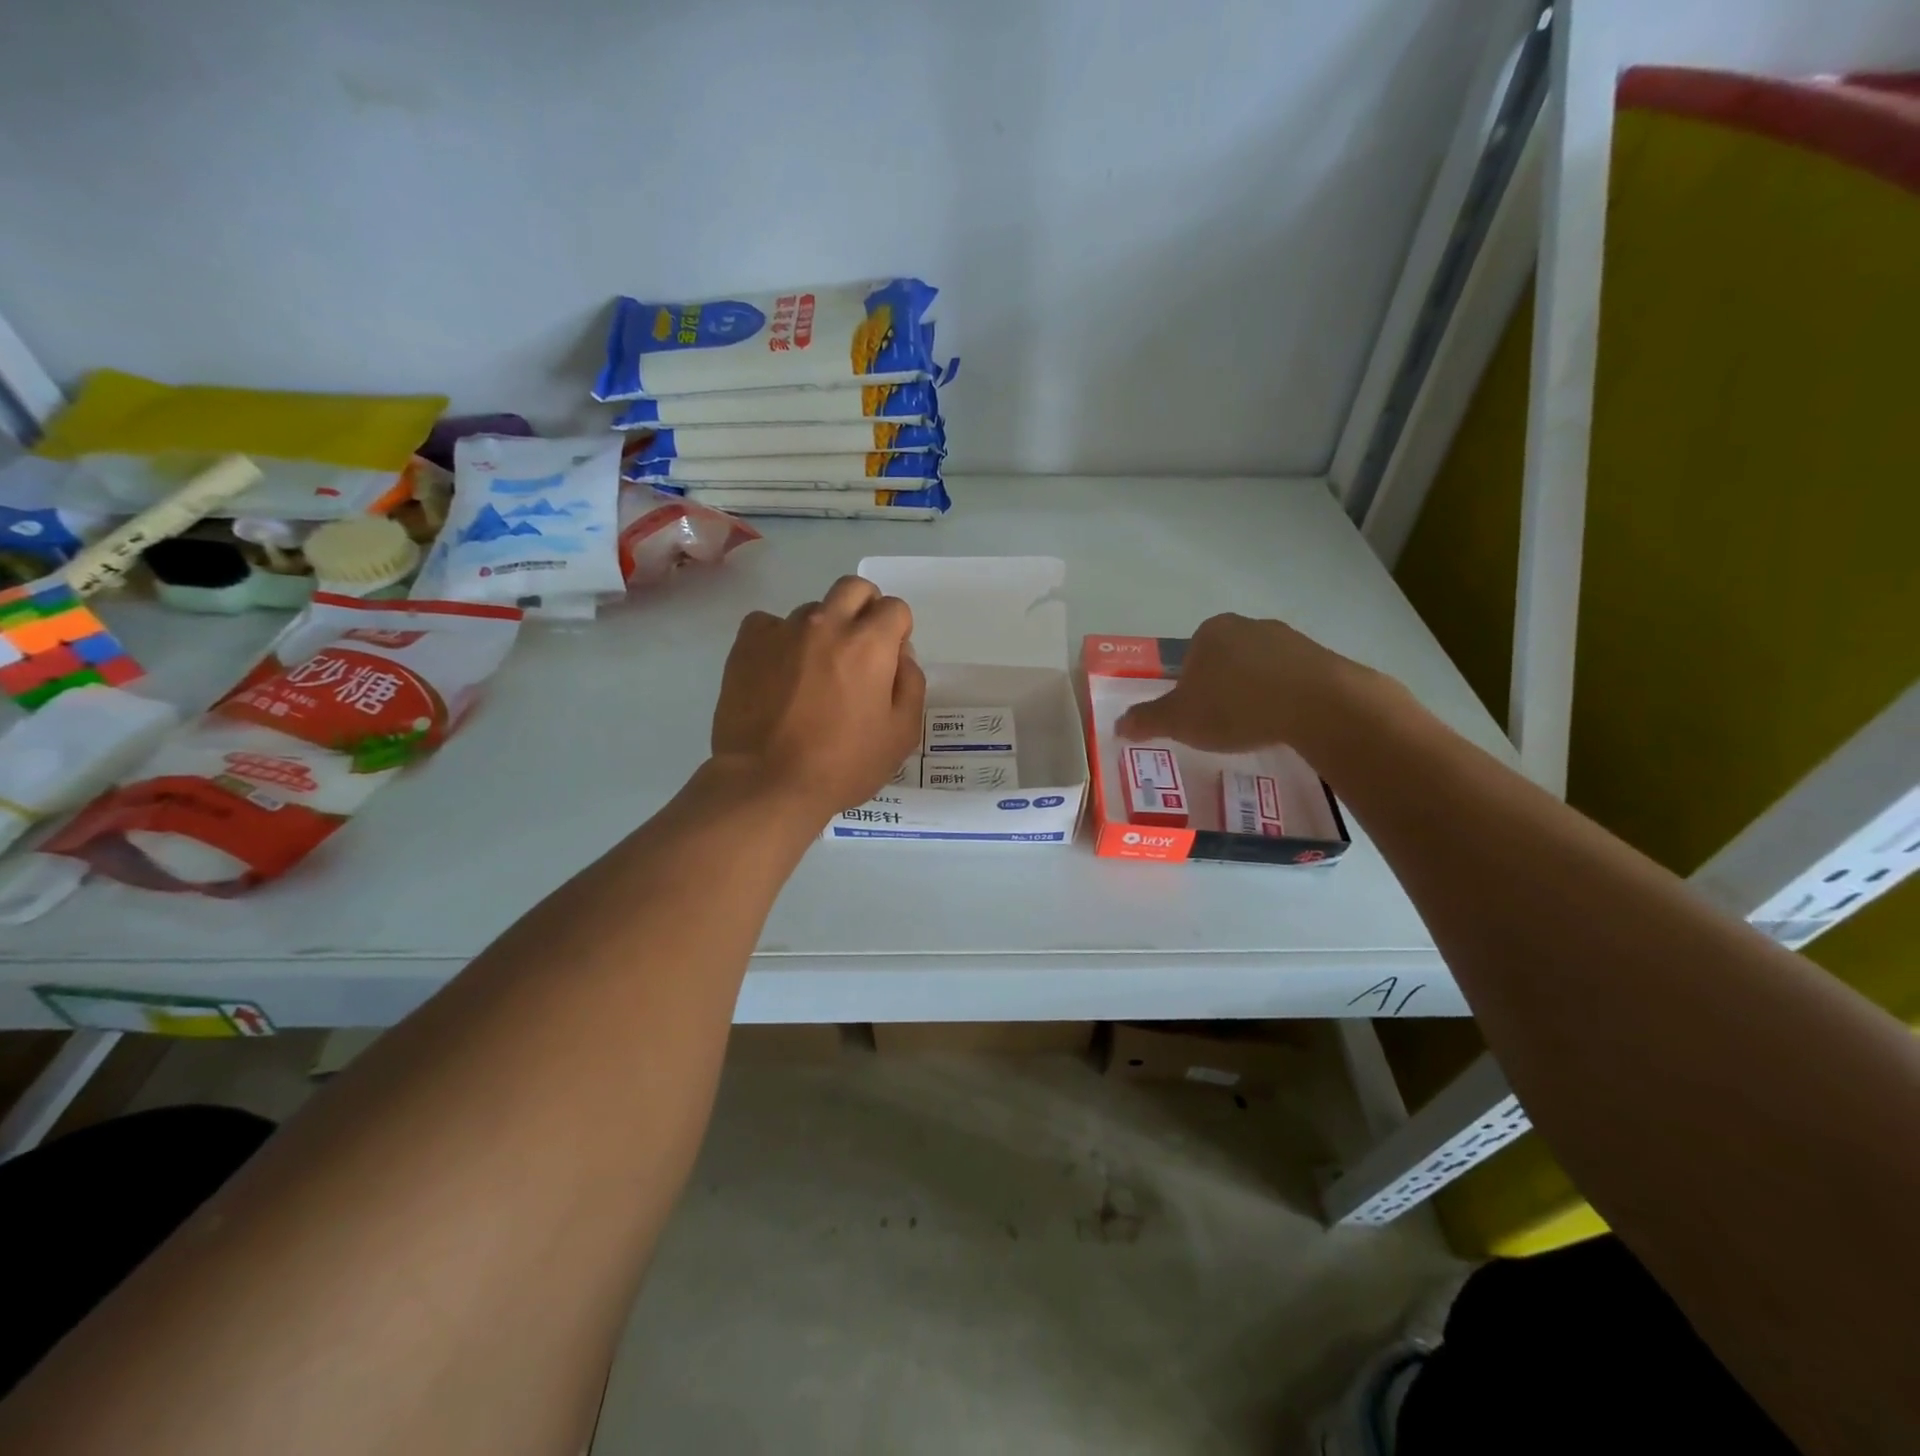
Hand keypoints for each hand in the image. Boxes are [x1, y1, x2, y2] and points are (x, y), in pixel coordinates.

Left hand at [711, 575, 925, 818]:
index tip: (890, 662)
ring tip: (813, 675)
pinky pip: (769, 624)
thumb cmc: (843, 765)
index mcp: (869, 643)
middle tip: (859, 651)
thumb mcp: (901, 734)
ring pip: (813, 610)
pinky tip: (779, 674)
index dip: (898, 633)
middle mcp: (827, 624)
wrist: (767, 782)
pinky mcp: (747, 644)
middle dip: (865, 610)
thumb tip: (901, 656)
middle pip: (854, 588)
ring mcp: (782, 630)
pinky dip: (779, 640)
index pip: (895, 607)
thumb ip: (911, 684)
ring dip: (822, 631)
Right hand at [1115, 613, 1376, 752]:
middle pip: (1223, 662)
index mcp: (1209, 632)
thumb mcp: (1178, 720)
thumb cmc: (1235, 706)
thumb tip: (1118, 725)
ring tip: (1256, 728)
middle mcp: (1247, 625)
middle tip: (1223, 725)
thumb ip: (1146, 720)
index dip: (1188, 689)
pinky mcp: (1320, 657)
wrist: (1317, 705)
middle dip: (1221, 690)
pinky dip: (1285, 699)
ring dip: (1254, 694)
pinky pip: (1292, 680)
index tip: (1196, 716)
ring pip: (1258, 670)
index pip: (1188, 659)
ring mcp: (1288, 638)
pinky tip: (1285, 723)